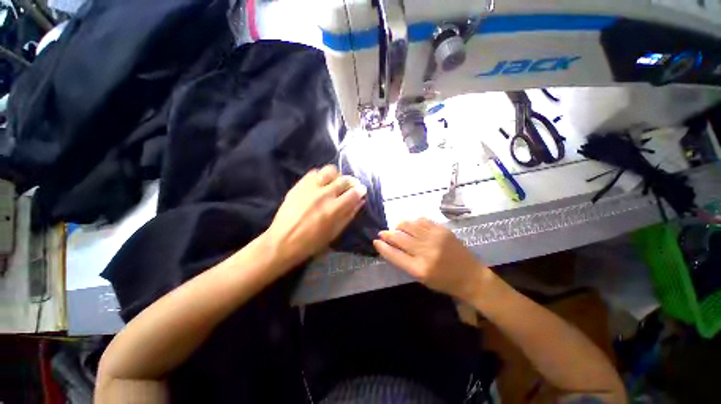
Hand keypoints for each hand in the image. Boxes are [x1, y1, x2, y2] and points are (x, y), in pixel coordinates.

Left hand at [265, 165, 366, 267]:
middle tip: (350, 188)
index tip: (361, 191)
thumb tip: (360, 201)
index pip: (354, 192)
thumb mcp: (334, 233)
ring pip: (330, 170)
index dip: (360, 190)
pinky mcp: (299, 184)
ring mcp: (310, 187)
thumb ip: (349, 215)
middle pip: (344, 179)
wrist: (282, 241)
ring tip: (334, 184)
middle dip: (351, 182)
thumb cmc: (311, 242)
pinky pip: (314, 172)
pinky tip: (320, 184)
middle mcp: (324, 194)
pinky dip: (321, 176)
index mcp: (334, 208)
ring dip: (336, 176)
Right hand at [373, 218, 489, 300]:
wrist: (471, 276)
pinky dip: (413, 222)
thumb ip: (405, 262)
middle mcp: (425, 252)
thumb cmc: (444, 281)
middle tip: (382, 233)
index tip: (375, 241)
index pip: (394, 255)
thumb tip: (391, 246)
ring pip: (409, 226)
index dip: (383, 247)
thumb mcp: (422, 278)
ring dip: (399, 226)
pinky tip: (411, 225)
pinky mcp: (442, 230)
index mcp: (419, 269)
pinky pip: (421, 220)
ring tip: (396, 228)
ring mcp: (435, 238)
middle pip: (399, 238)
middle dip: (387, 234)